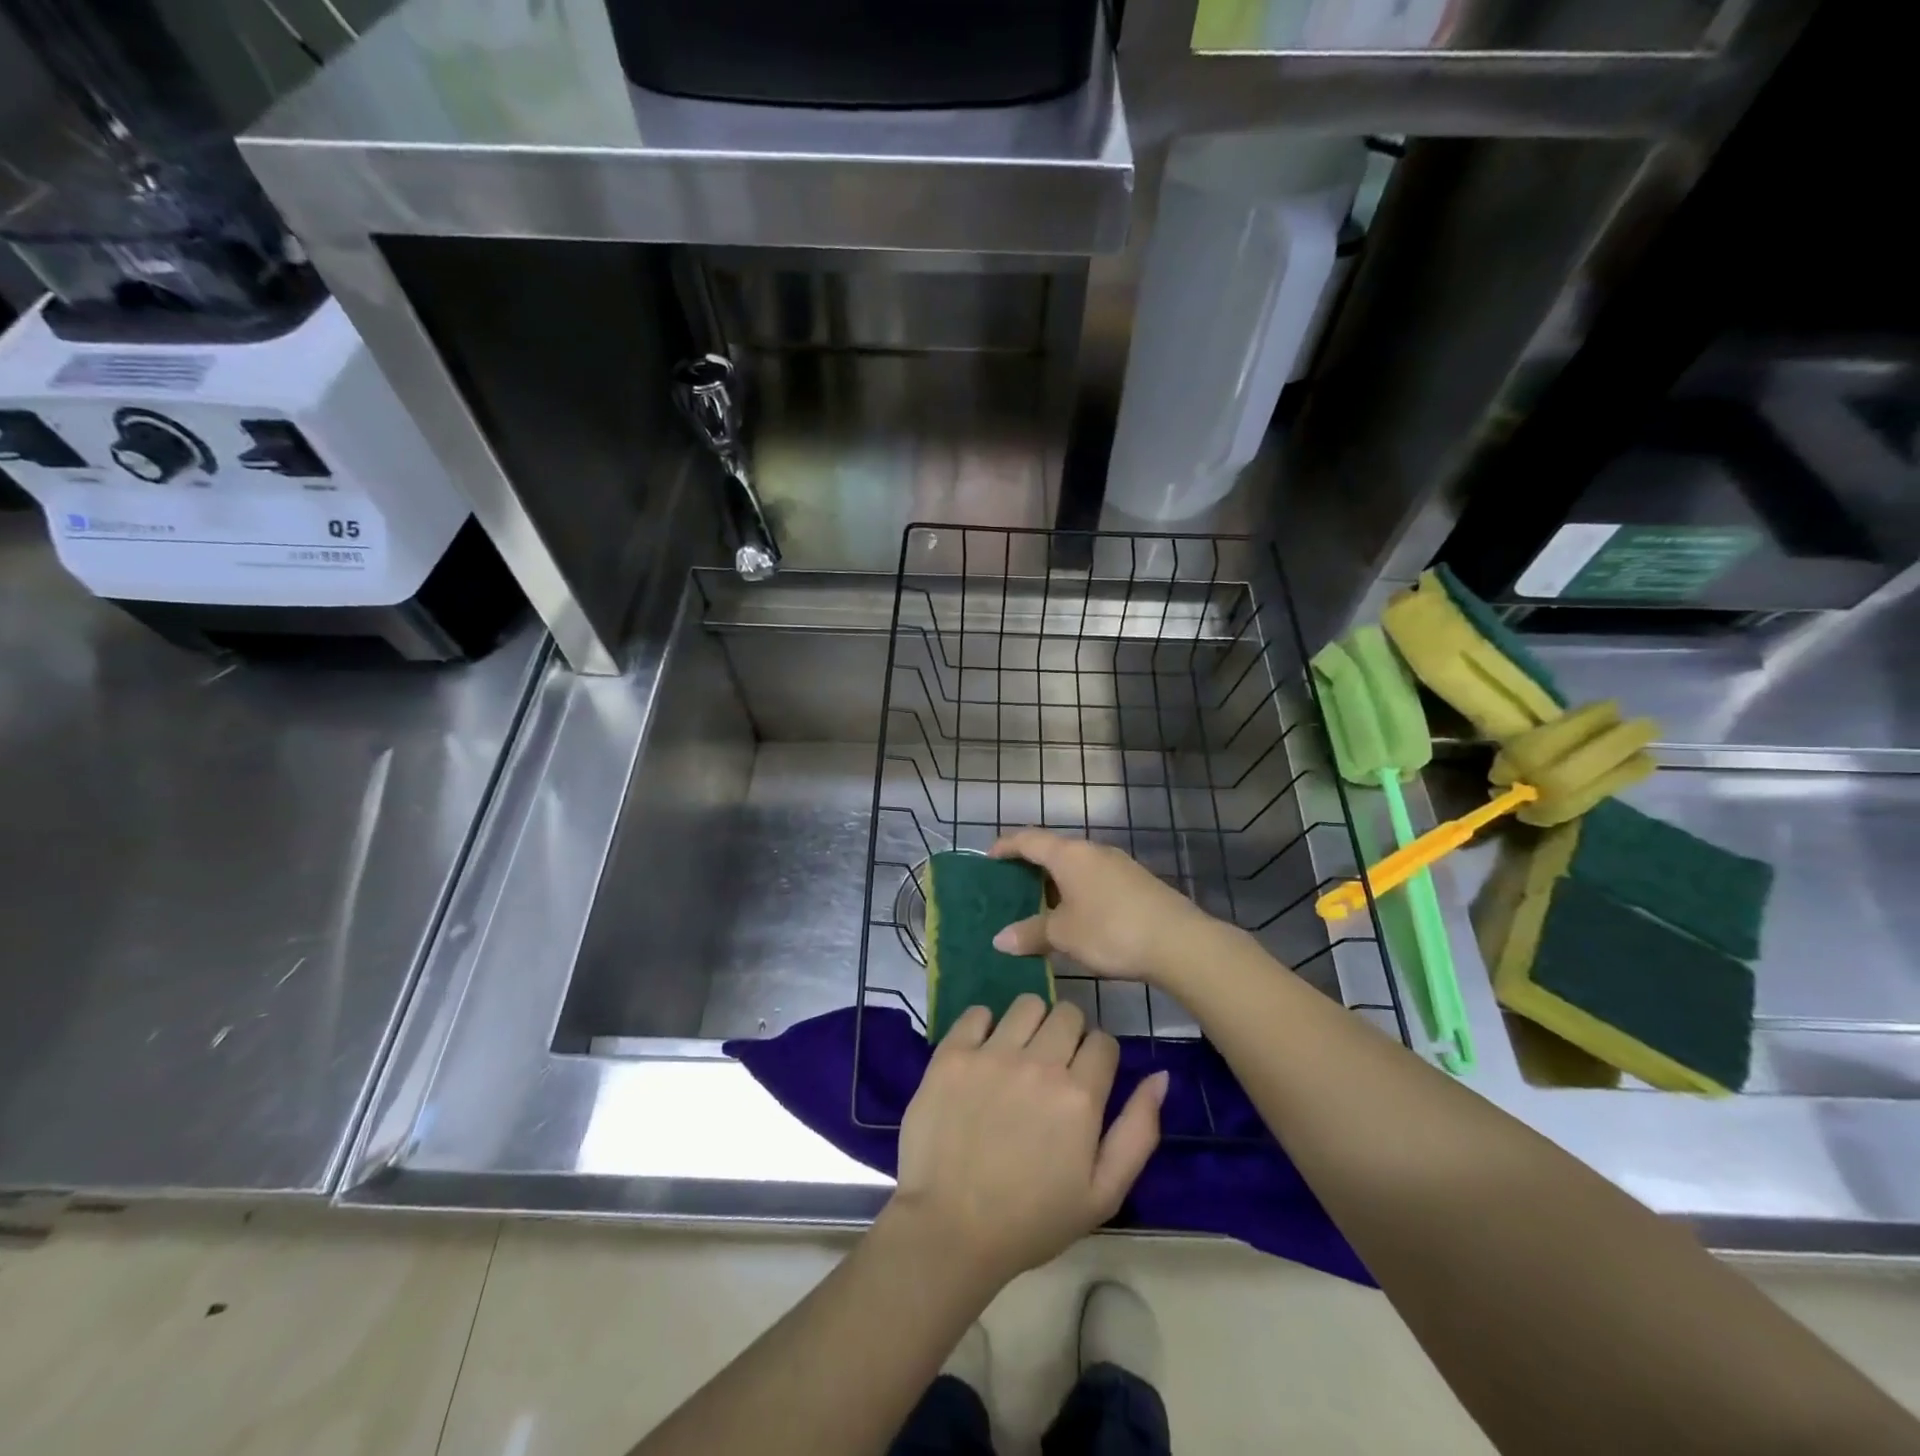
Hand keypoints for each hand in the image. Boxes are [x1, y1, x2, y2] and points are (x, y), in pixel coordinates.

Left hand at [890, 995, 1166, 1286]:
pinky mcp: (952, 1054)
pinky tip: (982, 1055)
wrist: (950, 1230)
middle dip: (1069, 1034)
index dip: (1099, 1058)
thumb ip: (1138, 1131)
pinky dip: (983, 1026)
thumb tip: (1160, 1076)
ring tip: (1018, 1055)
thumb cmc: (1032, 1220)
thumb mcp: (1103, 1193)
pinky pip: (976, 1012)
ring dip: (1030, 1024)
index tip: (1085, 1079)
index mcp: (1080, 1096)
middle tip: (1053, 1066)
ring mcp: (992, 1054)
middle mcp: (1039, 1063)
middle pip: (1068, 1013)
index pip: (1103, 1042)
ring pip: (1027, 1004)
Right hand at [988, 829, 1215, 985]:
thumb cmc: (1110, 930)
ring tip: (1038, 905)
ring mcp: (1117, 864)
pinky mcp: (1135, 882)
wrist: (1178, 942)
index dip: (1006, 846)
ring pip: (1075, 865)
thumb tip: (999, 939)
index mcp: (1069, 854)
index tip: (988, 857)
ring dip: (1054, 881)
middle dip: (1029, 866)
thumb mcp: (1063, 935)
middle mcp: (1092, 850)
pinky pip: (1093, 878)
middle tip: (1009, 886)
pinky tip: (1074, 915)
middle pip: (1053, 850)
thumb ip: (1030, 933)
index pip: (1028, 839)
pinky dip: (1075, 890)